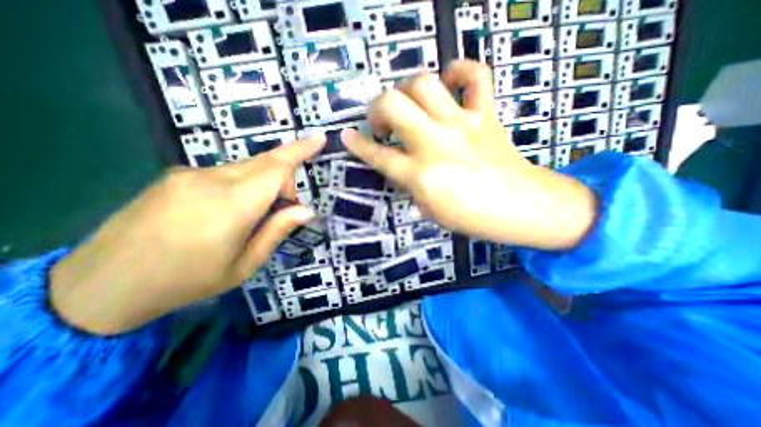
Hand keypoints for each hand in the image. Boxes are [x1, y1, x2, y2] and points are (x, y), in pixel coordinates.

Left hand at [50, 135, 322, 334]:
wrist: (102, 285)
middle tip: (286, 208)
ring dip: (263, 184)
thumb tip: (307, 210)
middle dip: (285, 178)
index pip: (277, 167)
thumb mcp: (245, 264)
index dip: (301, 150)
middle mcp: (211, 179)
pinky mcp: (176, 176)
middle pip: (265, 163)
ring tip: (253, 217)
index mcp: (233, 205)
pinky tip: (227, 212)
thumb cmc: (187, 281)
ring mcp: (189, 174)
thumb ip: (277, 231)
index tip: (320, 139)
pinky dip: (242, 185)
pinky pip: (225, 172)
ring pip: (246, 167)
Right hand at [342, 62, 597, 251]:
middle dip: (377, 108)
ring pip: (423, 83)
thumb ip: (409, 182)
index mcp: (420, 175)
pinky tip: (450, 82)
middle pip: (392, 105)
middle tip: (383, 122)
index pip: (378, 156)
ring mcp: (462, 124)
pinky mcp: (486, 114)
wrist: (519, 206)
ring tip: (410, 104)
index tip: (346, 136)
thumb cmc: (470, 216)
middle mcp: (435, 144)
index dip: (357, 144)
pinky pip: (475, 76)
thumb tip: (398, 164)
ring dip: (407, 90)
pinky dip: (460, 71)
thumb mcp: (428, 208)